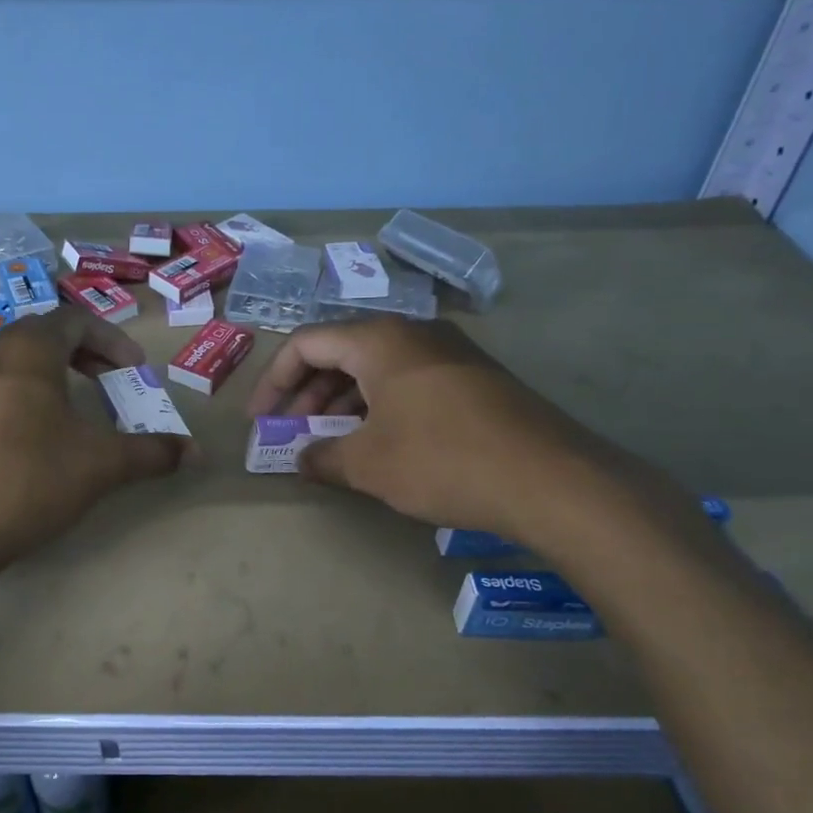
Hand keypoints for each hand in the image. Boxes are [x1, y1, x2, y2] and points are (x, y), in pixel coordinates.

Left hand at [0, 307, 189, 573]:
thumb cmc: (27, 480)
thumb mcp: (100, 466)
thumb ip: (151, 453)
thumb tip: (196, 452)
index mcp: (26, 351)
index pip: (73, 320)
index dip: (110, 339)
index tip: (133, 368)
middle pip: (38, 333)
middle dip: (78, 351)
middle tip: (104, 379)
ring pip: (5, 358)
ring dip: (41, 370)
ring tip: (64, 401)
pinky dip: (14, 394)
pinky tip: (25, 435)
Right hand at [247, 317, 656, 539]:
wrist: (552, 480)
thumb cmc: (443, 461)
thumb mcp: (369, 464)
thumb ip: (323, 456)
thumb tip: (302, 458)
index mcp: (380, 340)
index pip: (306, 343)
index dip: (274, 380)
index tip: (261, 419)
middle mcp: (414, 333)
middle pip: (341, 351)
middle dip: (308, 392)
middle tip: (294, 432)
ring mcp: (450, 353)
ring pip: (377, 367)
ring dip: (344, 401)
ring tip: (333, 442)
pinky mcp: (475, 378)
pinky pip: (409, 380)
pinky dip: (380, 405)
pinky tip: (380, 442)